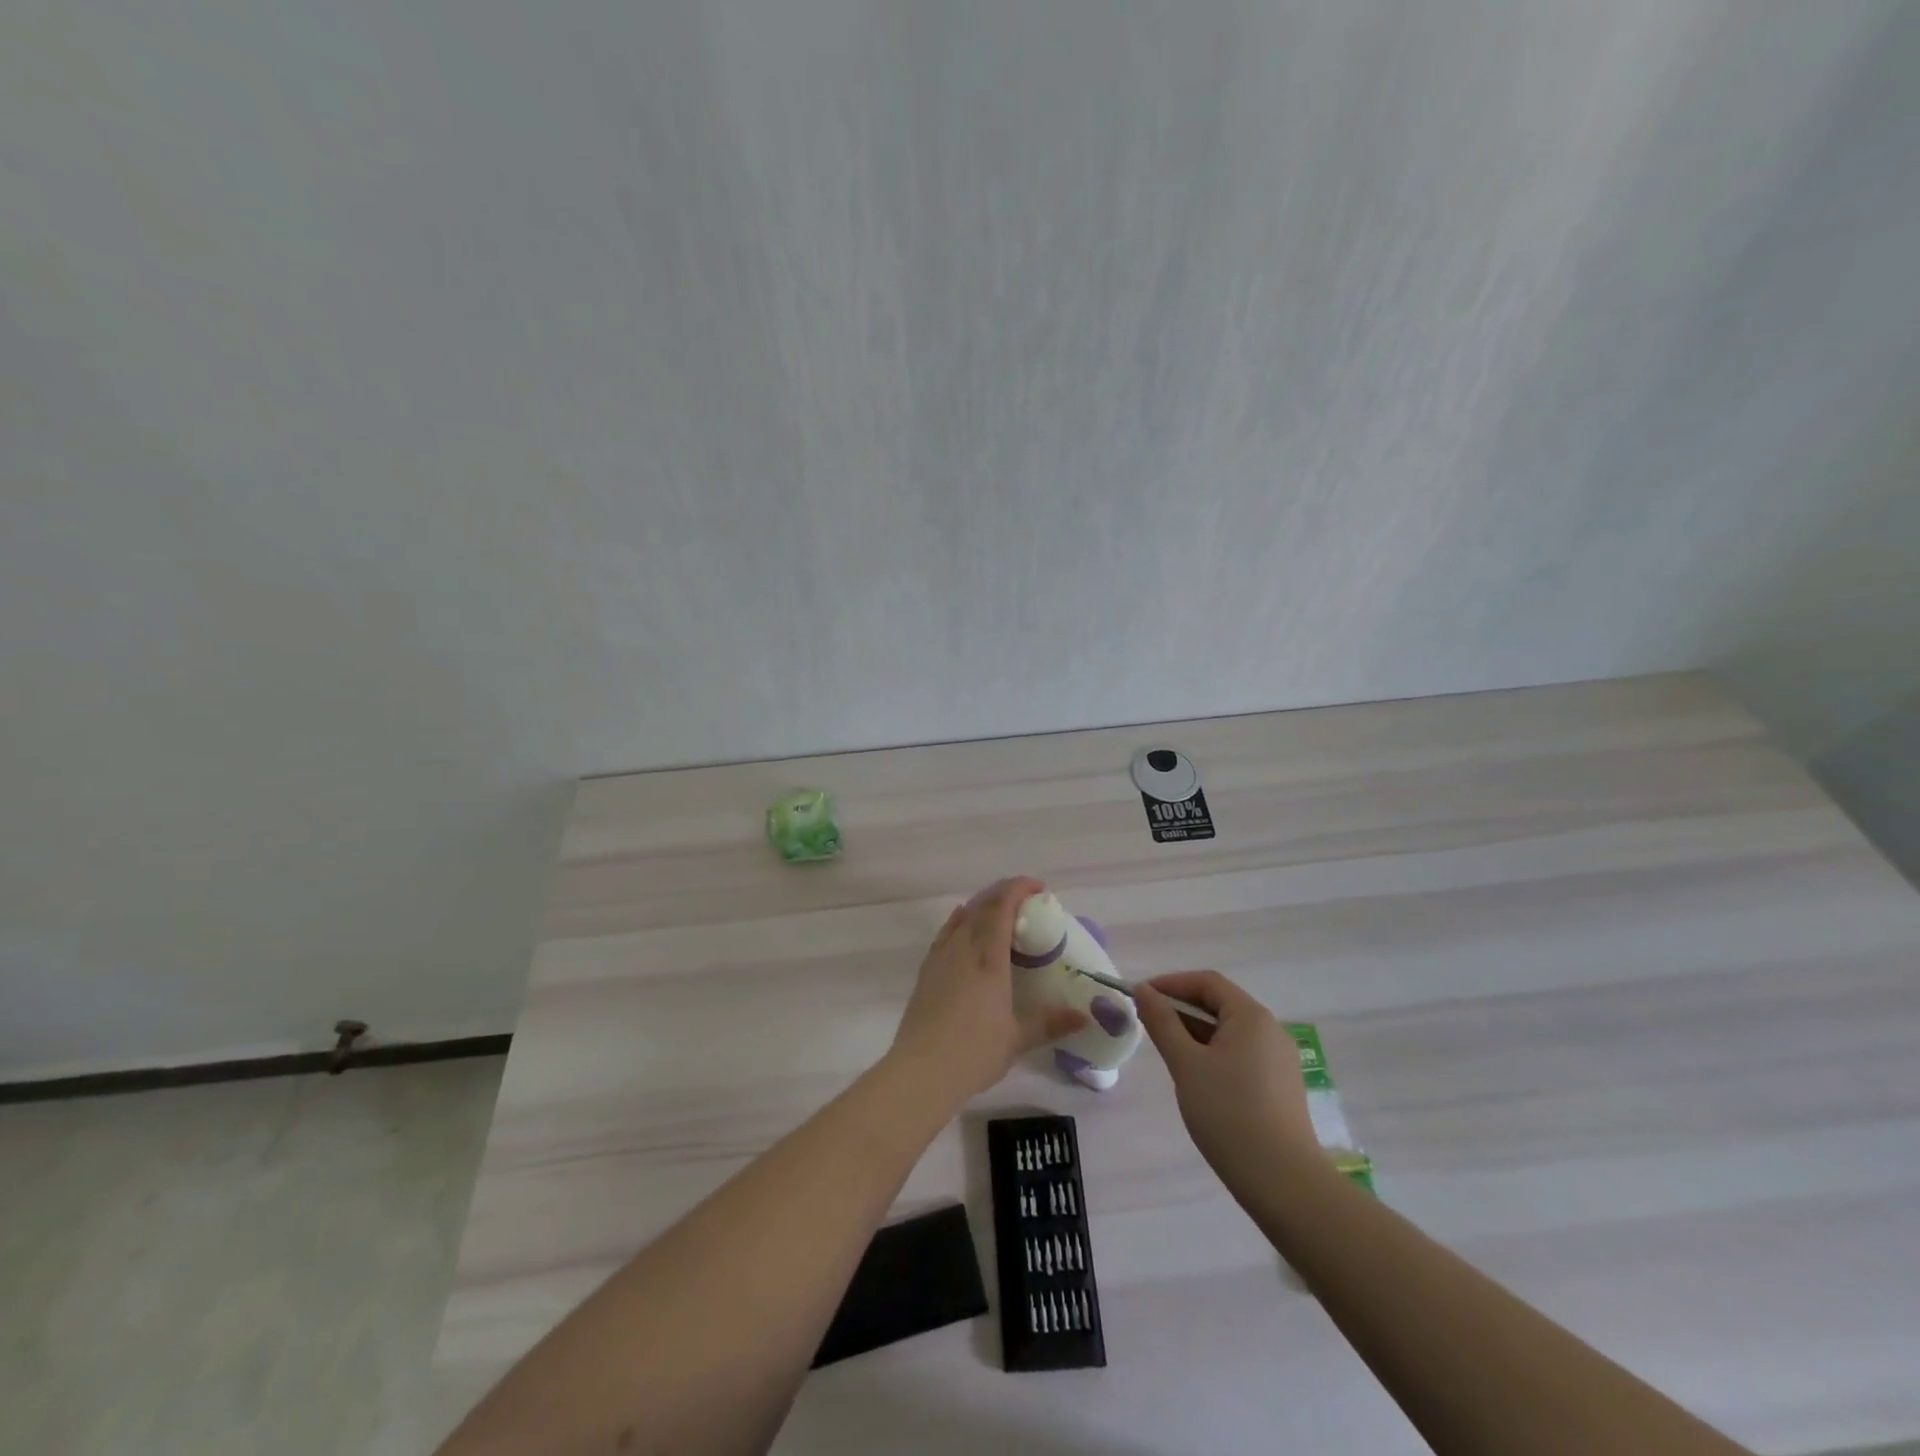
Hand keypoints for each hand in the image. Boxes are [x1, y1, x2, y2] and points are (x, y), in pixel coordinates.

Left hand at [887, 878, 1087, 1106]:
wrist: (921, 1071)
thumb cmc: (974, 1052)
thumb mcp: (1018, 1039)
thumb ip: (1052, 1022)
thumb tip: (1085, 1016)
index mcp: (988, 958)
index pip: (1002, 907)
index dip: (1019, 889)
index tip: (1039, 888)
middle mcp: (963, 948)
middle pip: (982, 905)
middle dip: (1004, 893)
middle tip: (1026, 900)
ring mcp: (941, 957)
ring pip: (963, 916)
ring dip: (983, 904)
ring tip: (1001, 911)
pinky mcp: (927, 970)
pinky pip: (946, 932)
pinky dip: (960, 919)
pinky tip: (963, 921)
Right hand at [1133, 971, 1321, 1184]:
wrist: (1284, 1183)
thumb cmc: (1228, 1113)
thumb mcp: (1186, 1064)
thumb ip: (1162, 1022)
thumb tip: (1144, 991)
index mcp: (1251, 1016)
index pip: (1207, 982)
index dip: (1171, 984)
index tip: (1141, 998)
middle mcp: (1271, 1030)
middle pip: (1220, 1005)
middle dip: (1182, 1010)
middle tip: (1150, 1027)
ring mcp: (1279, 1060)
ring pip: (1230, 1033)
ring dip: (1196, 1034)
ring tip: (1169, 1055)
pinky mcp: (1281, 1087)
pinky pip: (1242, 1055)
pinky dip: (1215, 1055)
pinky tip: (1198, 1080)